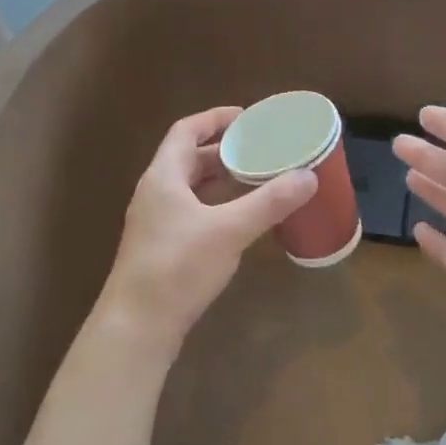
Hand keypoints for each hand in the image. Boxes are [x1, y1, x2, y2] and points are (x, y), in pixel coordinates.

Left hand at [97, 107, 317, 357]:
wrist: (137, 326)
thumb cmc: (178, 267)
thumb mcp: (229, 230)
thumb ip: (269, 202)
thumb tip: (308, 177)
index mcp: (163, 177)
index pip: (186, 131)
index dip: (214, 119)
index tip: (247, 117)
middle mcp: (155, 193)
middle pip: (188, 158)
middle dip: (223, 151)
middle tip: (259, 150)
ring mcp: (155, 223)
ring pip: (190, 188)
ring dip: (219, 180)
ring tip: (255, 179)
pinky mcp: (161, 248)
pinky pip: (191, 212)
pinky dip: (215, 205)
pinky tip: (238, 220)